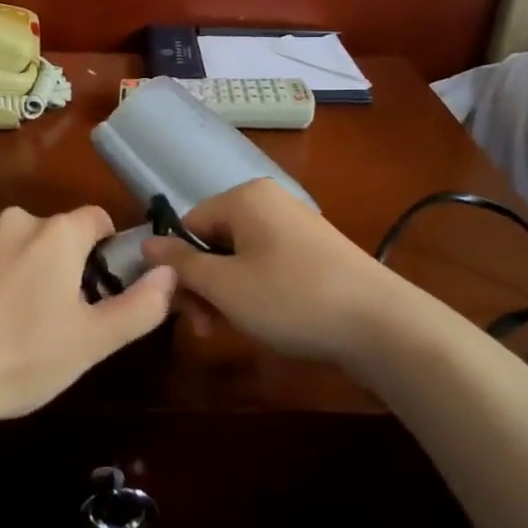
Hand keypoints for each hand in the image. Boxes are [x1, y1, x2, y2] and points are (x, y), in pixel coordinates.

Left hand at [0, 205, 176, 424]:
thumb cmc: (23, 357)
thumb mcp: (94, 341)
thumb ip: (141, 305)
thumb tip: (170, 273)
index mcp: (56, 234)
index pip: (97, 219)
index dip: (106, 249)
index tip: (99, 288)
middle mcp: (14, 221)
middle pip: (53, 234)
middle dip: (61, 265)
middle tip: (56, 317)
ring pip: (13, 246)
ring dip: (21, 270)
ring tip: (11, 325)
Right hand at [140, 178, 416, 363]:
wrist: (382, 323)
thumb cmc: (292, 298)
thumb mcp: (225, 286)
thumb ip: (181, 264)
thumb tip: (145, 244)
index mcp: (244, 198)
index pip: (188, 225)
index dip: (179, 268)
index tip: (185, 310)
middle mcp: (269, 202)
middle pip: (213, 241)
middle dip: (203, 285)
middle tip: (207, 328)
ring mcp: (295, 226)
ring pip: (239, 258)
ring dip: (226, 294)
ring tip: (234, 330)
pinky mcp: (315, 252)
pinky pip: (268, 265)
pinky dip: (256, 292)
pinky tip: (264, 322)